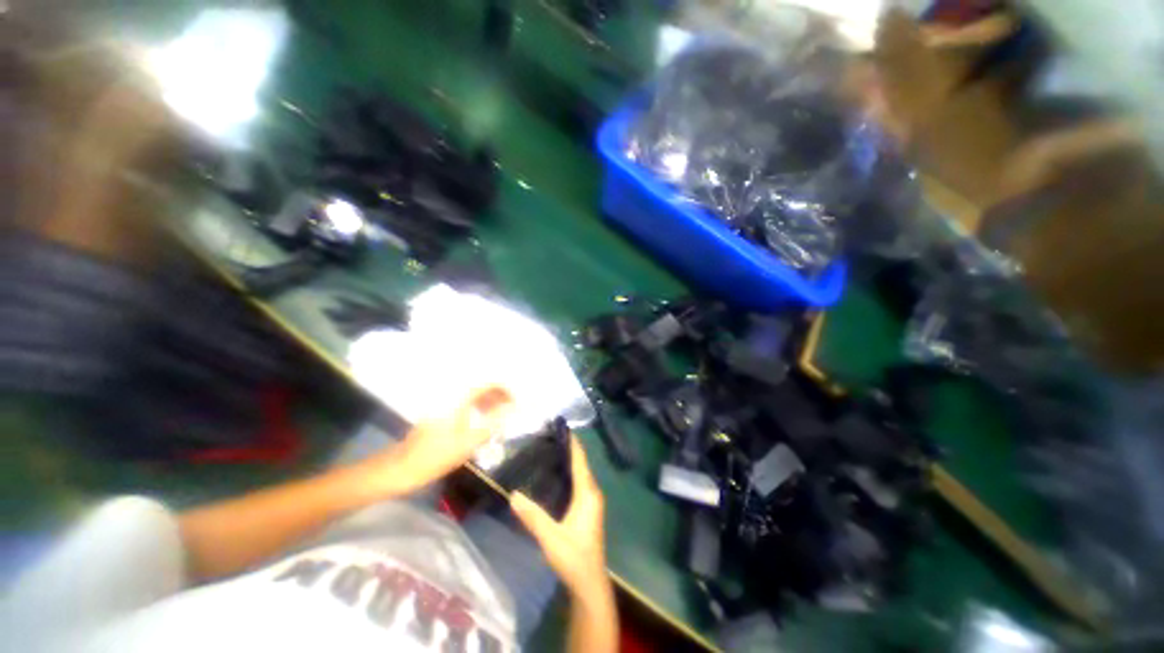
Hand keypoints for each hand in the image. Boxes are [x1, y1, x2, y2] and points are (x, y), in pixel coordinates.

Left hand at [382, 386, 514, 493]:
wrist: (401, 468)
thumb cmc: (436, 456)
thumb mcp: (468, 442)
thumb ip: (493, 422)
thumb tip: (512, 408)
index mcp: (459, 400)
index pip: (488, 384)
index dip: (505, 389)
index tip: (516, 401)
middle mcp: (453, 396)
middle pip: (482, 388)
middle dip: (499, 396)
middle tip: (512, 410)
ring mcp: (446, 404)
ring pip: (475, 396)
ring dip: (490, 402)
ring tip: (502, 416)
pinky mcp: (443, 413)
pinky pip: (467, 404)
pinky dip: (480, 409)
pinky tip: (485, 422)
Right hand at [510, 435, 608, 597]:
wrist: (589, 584)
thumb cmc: (573, 558)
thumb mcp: (551, 538)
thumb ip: (533, 517)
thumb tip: (513, 494)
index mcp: (587, 493)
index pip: (580, 460)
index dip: (572, 443)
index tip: (560, 426)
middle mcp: (592, 493)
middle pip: (581, 464)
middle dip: (567, 449)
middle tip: (547, 437)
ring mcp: (590, 502)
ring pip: (580, 474)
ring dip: (568, 461)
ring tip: (548, 450)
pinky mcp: (586, 510)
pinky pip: (578, 483)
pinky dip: (568, 474)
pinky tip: (553, 476)